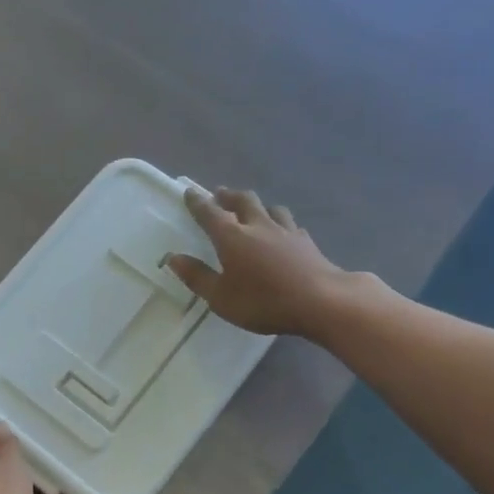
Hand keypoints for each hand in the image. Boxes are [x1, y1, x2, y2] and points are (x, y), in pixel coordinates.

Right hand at [167, 187, 349, 337]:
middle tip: (220, 194)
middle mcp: (258, 226)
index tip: (190, 192)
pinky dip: (281, 224)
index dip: (198, 202)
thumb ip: (197, 277)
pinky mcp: (307, 242)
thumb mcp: (221, 297)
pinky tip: (283, 232)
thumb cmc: (263, 301)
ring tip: (253, 210)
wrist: (320, 301)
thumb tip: (173, 258)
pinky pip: (290, 225)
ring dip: (258, 206)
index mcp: (232, 237)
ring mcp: (286, 231)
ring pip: (271, 208)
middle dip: (228, 196)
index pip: (210, 213)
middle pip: (243, 201)